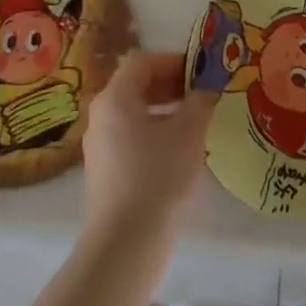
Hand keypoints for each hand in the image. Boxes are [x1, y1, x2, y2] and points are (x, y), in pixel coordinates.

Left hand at [81, 51, 215, 240]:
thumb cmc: (158, 177)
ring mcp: (99, 145)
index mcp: (115, 98)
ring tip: (196, 122)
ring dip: (165, 110)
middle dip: (171, 85)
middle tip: (202, 94)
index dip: (173, 61)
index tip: (200, 72)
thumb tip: (207, 90)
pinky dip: (154, 133)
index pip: (142, 62)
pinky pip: (130, 137)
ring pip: (134, 113)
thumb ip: (200, 102)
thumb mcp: (188, 134)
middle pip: (135, 85)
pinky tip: (179, 152)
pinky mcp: (104, 171)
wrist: (125, 245)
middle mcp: (101, 115)